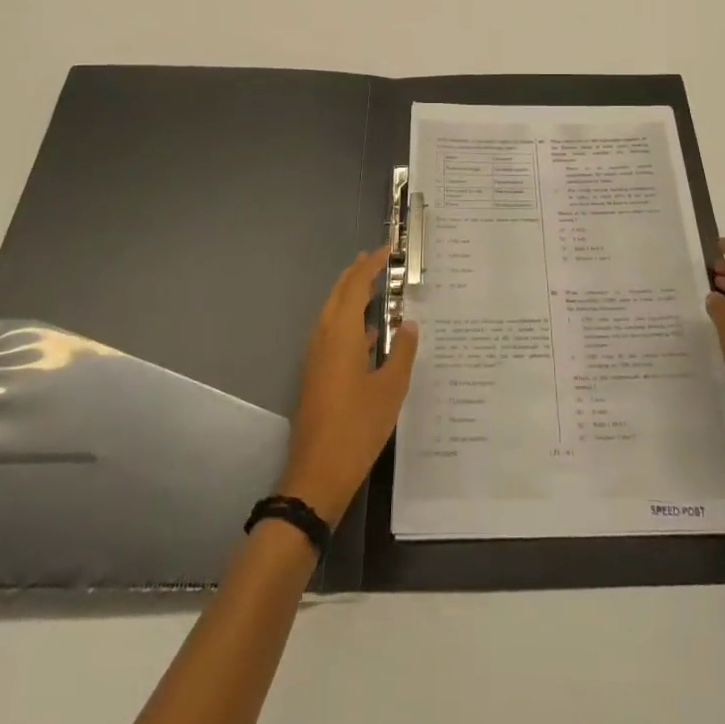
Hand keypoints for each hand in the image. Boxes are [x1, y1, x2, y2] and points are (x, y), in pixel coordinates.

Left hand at [279, 245, 419, 525]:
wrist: (317, 474)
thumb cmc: (357, 428)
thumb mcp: (390, 389)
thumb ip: (402, 352)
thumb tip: (408, 323)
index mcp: (341, 334)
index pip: (356, 285)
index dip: (371, 263)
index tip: (388, 249)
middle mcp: (324, 337)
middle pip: (338, 293)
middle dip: (356, 273)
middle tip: (378, 260)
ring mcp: (316, 357)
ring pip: (332, 312)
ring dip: (351, 296)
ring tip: (375, 288)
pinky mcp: (315, 374)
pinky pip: (332, 332)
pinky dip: (349, 321)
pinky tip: (369, 334)